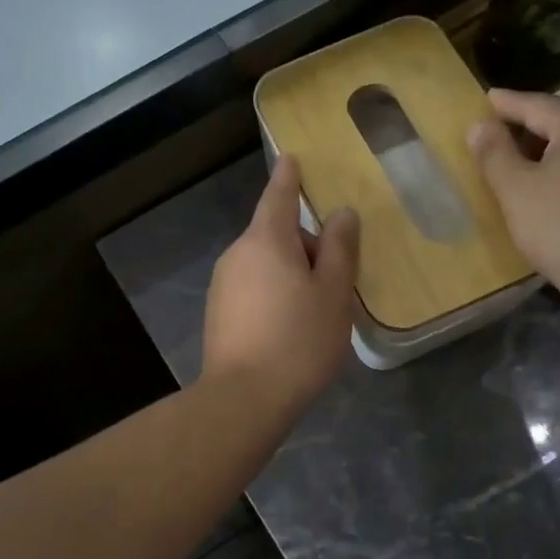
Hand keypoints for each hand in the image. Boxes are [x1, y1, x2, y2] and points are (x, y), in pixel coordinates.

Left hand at [203, 156, 360, 415]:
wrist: (244, 399)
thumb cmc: (298, 340)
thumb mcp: (334, 293)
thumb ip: (340, 249)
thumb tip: (341, 214)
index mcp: (266, 240)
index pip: (278, 196)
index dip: (289, 177)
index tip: (292, 159)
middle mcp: (237, 255)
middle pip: (275, 236)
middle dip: (305, 247)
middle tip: (336, 281)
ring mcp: (222, 286)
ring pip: (265, 266)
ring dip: (291, 275)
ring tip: (316, 313)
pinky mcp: (218, 315)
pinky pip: (253, 290)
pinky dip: (274, 296)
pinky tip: (290, 330)